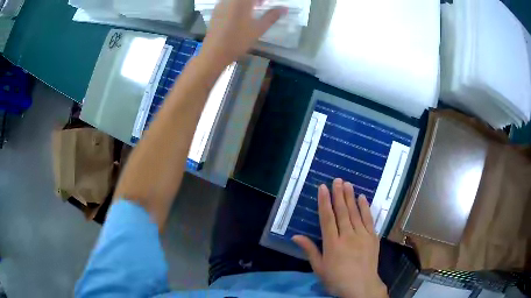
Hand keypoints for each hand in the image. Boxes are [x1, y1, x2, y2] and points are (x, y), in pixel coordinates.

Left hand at [201, 0, 286, 65]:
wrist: (214, 53)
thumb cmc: (238, 40)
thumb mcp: (258, 28)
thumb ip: (272, 16)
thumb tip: (284, 8)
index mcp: (241, 1)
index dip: (264, 0)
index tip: (270, 3)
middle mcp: (229, 0)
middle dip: (257, 0)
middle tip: (264, 4)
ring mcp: (221, 4)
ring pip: (237, 0)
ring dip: (248, 1)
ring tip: (256, 7)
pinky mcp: (216, 11)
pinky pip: (229, 2)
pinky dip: (239, 4)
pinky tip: (243, 12)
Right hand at [293, 178, 387, 297]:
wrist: (362, 287)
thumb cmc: (337, 279)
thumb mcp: (319, 268)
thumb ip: (309, 250)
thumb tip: (295, 236)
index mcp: (332, 244)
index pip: (327, 218)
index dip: (324, 202)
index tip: (323, 188)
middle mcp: (347, 236)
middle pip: (342, 212)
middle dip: (338, 194)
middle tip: (337, 180)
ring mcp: (362, 235)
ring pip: (355, 213)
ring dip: (351, 197)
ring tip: (348, 183)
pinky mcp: (372, 237)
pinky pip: (369, 219)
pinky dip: (365, 208)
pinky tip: (363, 198)